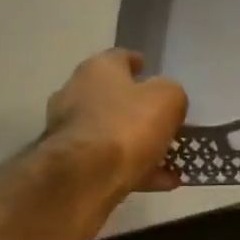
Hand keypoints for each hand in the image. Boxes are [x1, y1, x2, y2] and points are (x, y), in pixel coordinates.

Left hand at [45, 50, 187, 196]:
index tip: (148, 69)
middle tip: (161, 118)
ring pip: (110, 133)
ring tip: (168, 158)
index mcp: (98, 68)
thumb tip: (165, 99)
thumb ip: (171, 94)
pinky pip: (107, 162)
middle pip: (111, 96)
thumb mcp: (168, 99)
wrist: (83, 178)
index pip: (119, 57)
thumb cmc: (127, 125)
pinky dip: (132, 169)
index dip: (136, 63)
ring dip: (137, 143)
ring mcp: (68, 131)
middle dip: (135, 107)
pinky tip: (161, 182)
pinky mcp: (68, 165)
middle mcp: (75, 93)